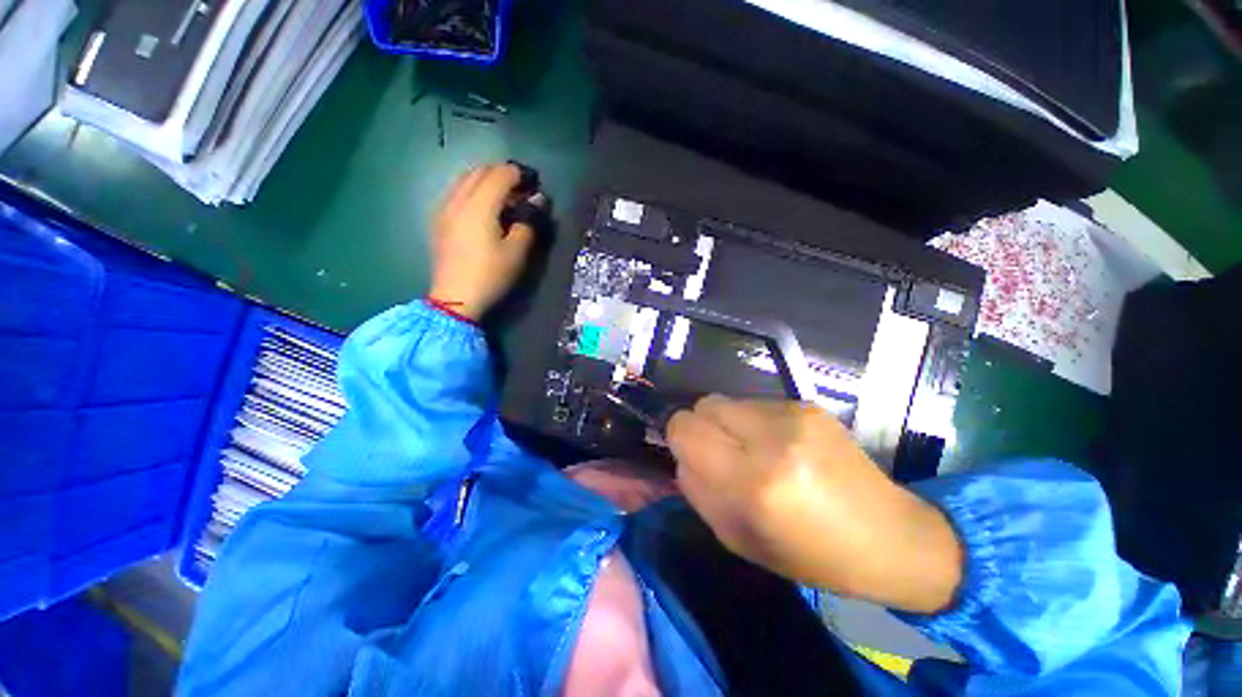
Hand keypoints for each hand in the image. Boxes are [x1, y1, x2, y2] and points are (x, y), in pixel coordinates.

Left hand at [429, 164, 540, 319]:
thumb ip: (528, 222)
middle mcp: (458, 199)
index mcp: (479, 205)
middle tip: (522, 190)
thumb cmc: (490, 275)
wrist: (455, 298)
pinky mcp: (438, 219)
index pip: (501, 174)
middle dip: (503, 174)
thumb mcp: (517, 253)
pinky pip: (456, 191)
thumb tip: (538, 199)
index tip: (535, 183)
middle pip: (481, 171)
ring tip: (504, 197)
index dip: (520, 174)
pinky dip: (473, 190)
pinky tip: (483, 207)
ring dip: (487, 180)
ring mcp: (444, 207)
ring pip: (466, 179)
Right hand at [667, 396, 963, 614]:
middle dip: (703, 426)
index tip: (692, 453)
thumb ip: (698, 491)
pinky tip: (781, 446)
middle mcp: (772, 439)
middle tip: (723, 453)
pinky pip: (756, 403)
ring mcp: (794, 415)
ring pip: (729, 401)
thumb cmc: (810, 553)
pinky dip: (754, 422)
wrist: (890, 536)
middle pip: (705, 404)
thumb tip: (683, 455)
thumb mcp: (738, 539)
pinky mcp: (808, 405)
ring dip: (730, 424)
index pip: (685, 428)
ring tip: (756, 451)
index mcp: (752, 482)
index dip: (679, 437)